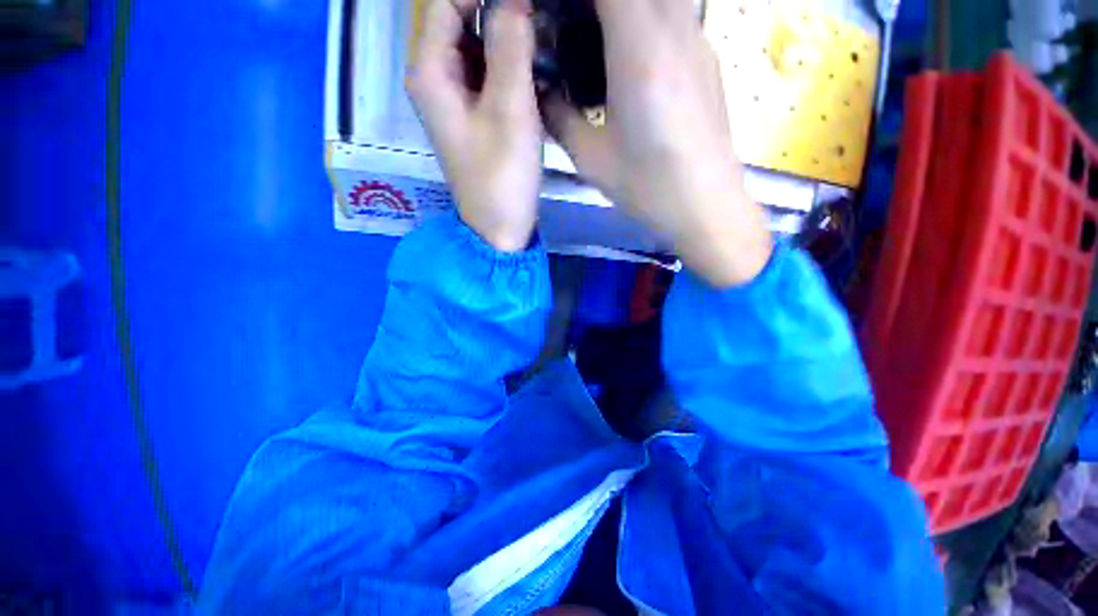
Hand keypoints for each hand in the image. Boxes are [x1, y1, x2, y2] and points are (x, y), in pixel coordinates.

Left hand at [408, 0, 541, 251]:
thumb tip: (515, 0)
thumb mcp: (510, 109)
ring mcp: (455, 100)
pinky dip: (511, 68)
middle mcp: (436, 79)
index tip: (528, 5)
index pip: (447, 2)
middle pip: (463, 22)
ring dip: (510, 41)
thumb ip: (511, 46)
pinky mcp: (474, 117)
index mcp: (431, 72)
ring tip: (546, 47)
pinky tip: (538, 74)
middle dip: (501, 15)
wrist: (499, 228)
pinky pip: (489, 76)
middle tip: (543, 25)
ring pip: (479, 49)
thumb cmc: (502, 176)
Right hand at [544, 0, 772, 286]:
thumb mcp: (590, 158)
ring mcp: (698, 40)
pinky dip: (645, 18)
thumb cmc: (647, 187)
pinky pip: (674, 14)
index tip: (555, 12)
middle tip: (570, 27)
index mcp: (640, 47)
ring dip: (622, 8)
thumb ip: (559, 117)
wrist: (706, 207)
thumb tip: (540, 92)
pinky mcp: (707, 59)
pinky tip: (628, 60)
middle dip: (596, 2)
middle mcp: (676, 27)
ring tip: (595, 42)